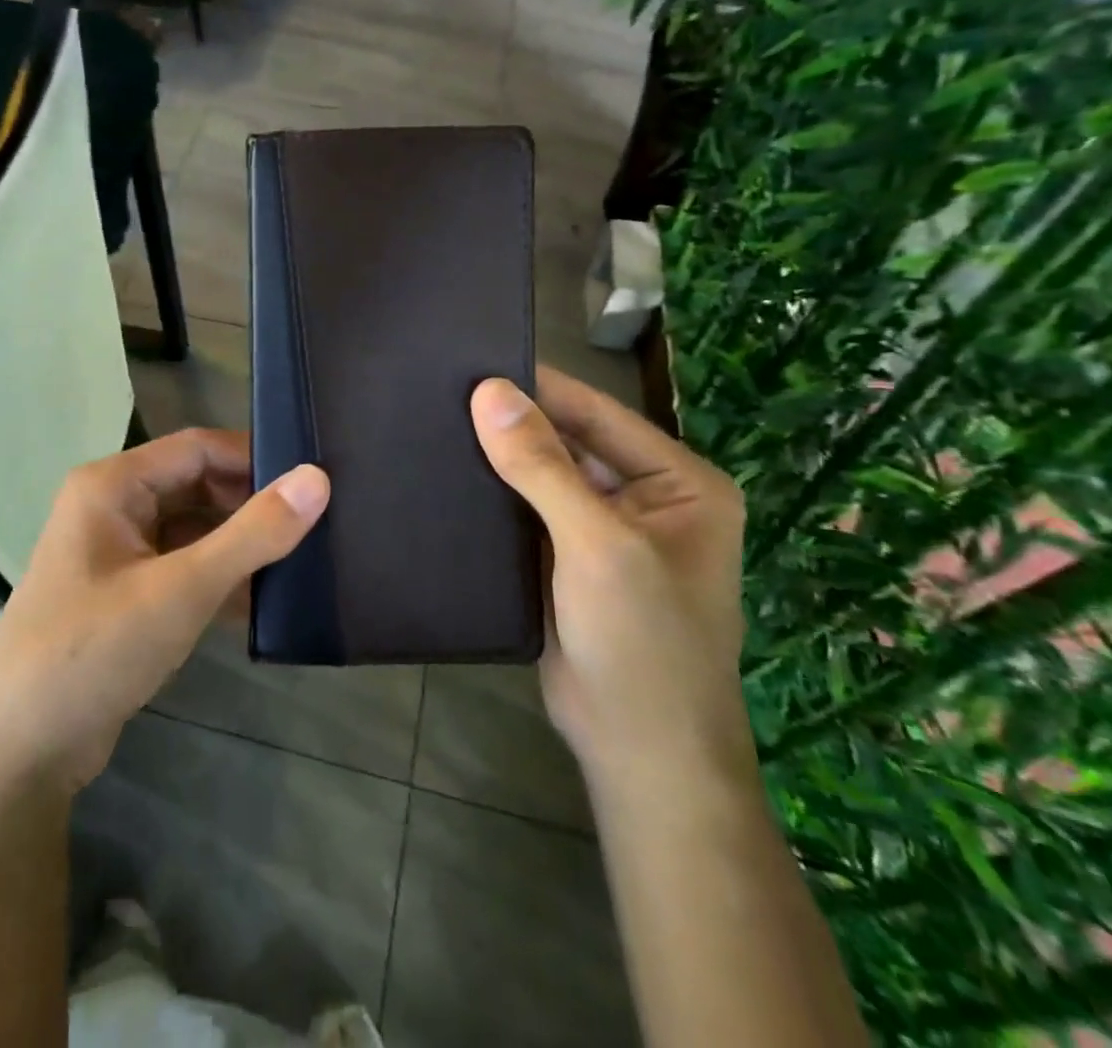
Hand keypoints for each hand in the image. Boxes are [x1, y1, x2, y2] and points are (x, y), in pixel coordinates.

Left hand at [0, 430, 328, 794]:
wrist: (15, 753)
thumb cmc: (93, 650)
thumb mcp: (181, 589)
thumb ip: (253, 534)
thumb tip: (318, 478)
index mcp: (113, 485)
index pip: (198, 448)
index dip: (254, 459)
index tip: (313, 480)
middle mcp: (111, 507)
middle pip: (195, 487)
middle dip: (250, 506)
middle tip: (314, 526)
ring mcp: (115, 554)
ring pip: (191, 531)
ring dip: (237, 547)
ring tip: (301, 561)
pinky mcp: (122, 596)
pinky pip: (180, 569)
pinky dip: (217, 580)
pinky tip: (261, 603)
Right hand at [470, 367, 749, 784]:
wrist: (638, 754)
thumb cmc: (642, 640)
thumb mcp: (597, 544)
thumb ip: (542, 465)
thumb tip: (489, 391)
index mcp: (679, 482)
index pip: (598, 413)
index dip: (539, 387)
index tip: (472, 358)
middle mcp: (645, 498)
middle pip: (568, 442)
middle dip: (513, 423)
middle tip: (440, 389)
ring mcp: (602, 532)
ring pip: (542, 477)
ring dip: (498, 458)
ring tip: (432, 421)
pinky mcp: (565, 561)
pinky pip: (525, 512)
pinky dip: (492, 496)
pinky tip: (444, 475)